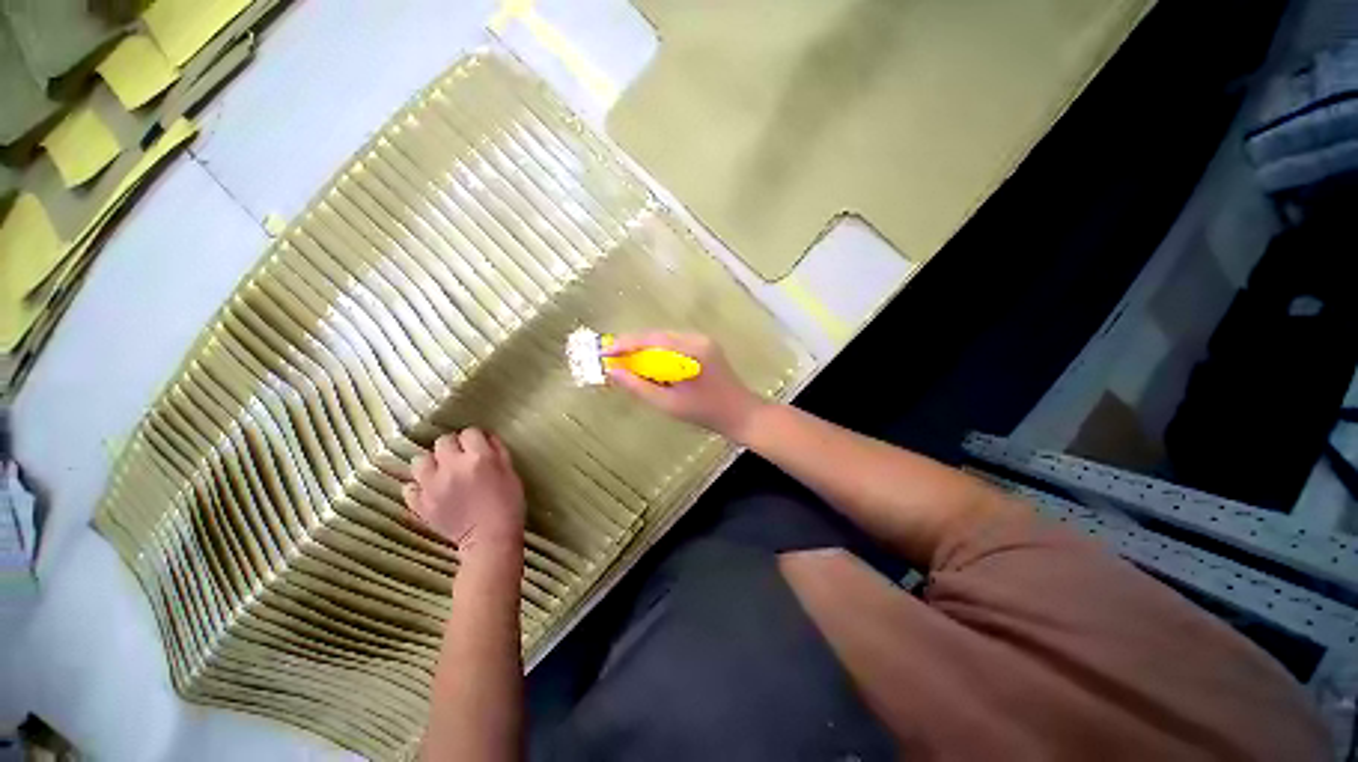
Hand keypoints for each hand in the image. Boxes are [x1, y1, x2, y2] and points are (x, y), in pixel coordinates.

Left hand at [403, 429, 524, 558]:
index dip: (475, 438)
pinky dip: (418, 486)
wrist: (490, 539)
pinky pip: (409, 486)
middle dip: (453, 447)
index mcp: (479, 458)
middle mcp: (452, 467)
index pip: (469, 432)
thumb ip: (498, 451)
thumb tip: (486, 437)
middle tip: (461, 459)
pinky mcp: (419, 504)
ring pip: (420, 460)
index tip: (479, 447)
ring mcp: (432, 486)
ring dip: (431, 463)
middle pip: (443, 441)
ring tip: (441, 473)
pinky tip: (431, 490)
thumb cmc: (508, 503)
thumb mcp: (511, 472)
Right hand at [606, 332, 764, 440]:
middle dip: (633, 346)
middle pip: (657, 336)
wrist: (741, 414)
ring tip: (627, 364)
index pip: (651, 339)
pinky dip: (659, 353)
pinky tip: (650, 366)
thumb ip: (639, 387)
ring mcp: (703, 340)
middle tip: (613, 360)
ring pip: (665, 339)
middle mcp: (697, 338)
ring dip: (645, 350)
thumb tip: (613, 372)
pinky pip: (675, 345)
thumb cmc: (705, 412)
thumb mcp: (668, 404)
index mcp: (691, 350)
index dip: (625, 344)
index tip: (604, 353)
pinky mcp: (706, 346)